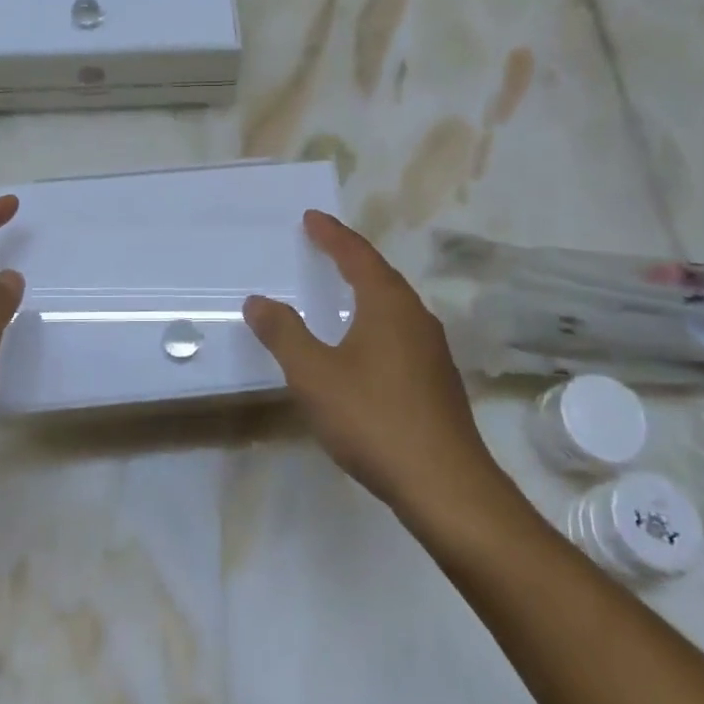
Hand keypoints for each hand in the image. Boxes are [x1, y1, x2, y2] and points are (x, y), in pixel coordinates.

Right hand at [244, 210, 504, 518]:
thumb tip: (258, 300)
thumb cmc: (374, 419)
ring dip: (365, 288)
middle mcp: (416, 318)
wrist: (445, 486)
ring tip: (341, 287)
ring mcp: (432, 350)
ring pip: (394, 305)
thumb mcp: (315, 375)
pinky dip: (375, 320)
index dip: (332, 235)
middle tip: (323, 244)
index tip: (311, 217)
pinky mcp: (437, 380)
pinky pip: (400, 331)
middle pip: (380, 274)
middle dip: (350, 256)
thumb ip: (284, 334)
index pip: (357, 255)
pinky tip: (364, 343)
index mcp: (389, 305)